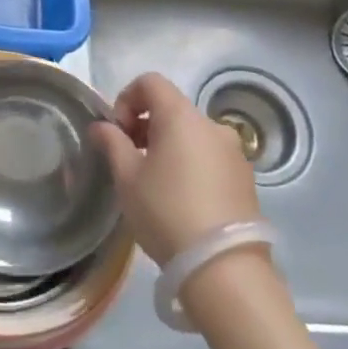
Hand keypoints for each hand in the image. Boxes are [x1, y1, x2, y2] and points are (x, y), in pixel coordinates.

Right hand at [91, 72, 261, 265]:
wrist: (223, 266)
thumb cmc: (166, 211)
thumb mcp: (127, 177)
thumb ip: (111, 143)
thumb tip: (101, 126)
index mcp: (181, 116)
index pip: (150, 82)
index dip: (126, 98)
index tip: (117, 132)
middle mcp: (212, 125)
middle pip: (172, 108)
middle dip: (145, 125)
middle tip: (129, 159)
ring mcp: (234, 152)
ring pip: (191, 134)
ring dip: (168, 145)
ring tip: (154, 182)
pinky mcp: (246, 178)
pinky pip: (209, 156)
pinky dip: (190, 163)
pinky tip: (181, 198)